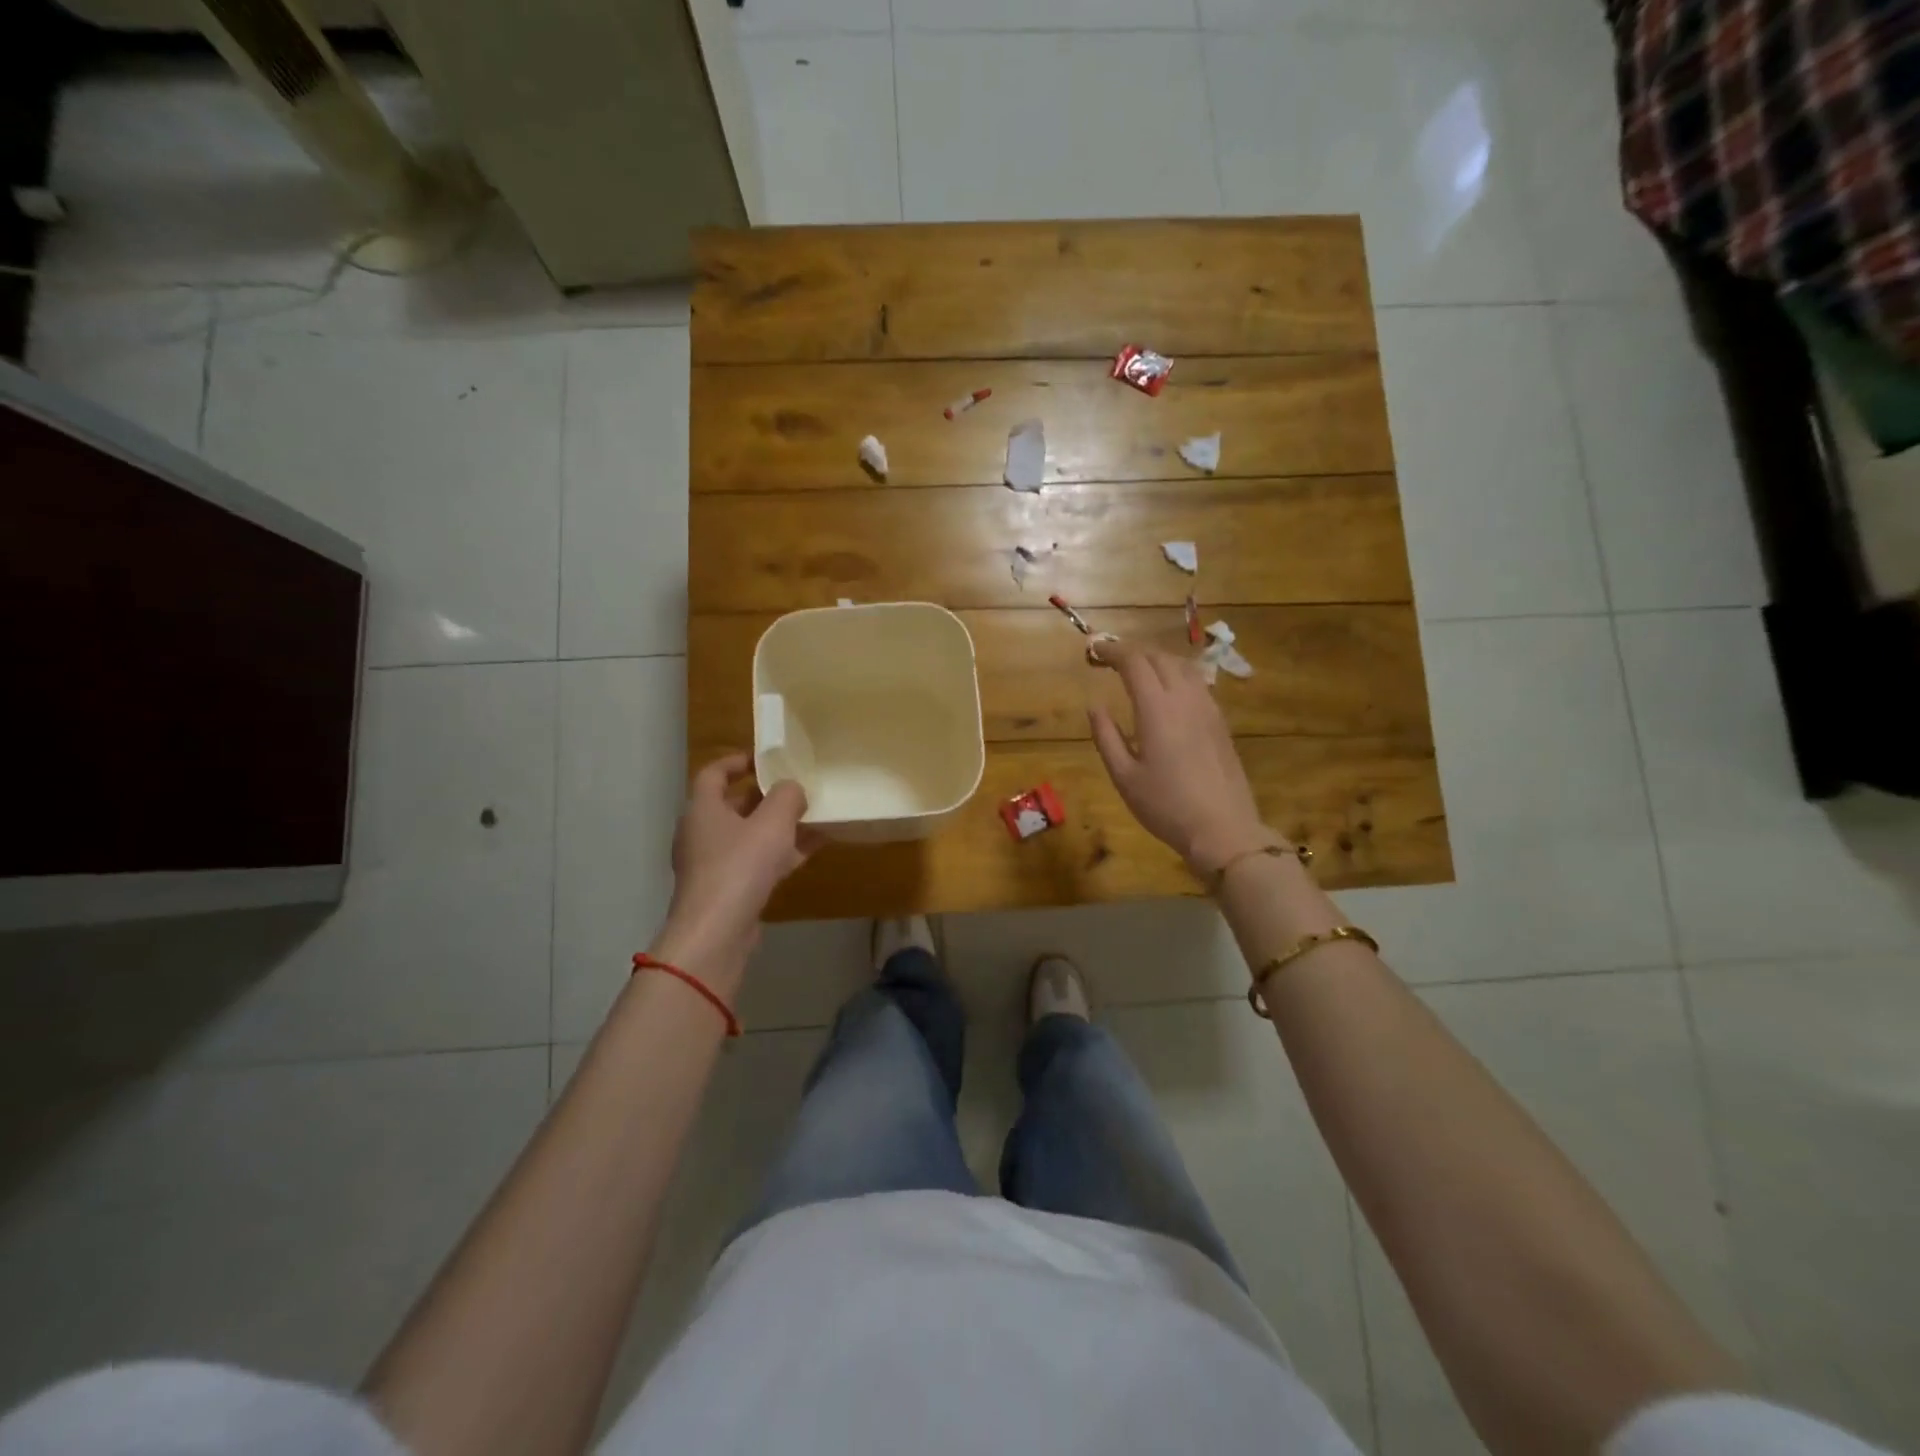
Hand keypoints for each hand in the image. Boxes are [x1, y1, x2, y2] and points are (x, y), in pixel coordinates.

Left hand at [655, 753, 819, 994]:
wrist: (716, 933)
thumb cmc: (740, 867)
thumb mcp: (772, 823)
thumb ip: (787, 797)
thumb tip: (793, 789)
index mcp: (702, 809)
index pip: (713, 773)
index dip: (737, 761)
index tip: (764, 758)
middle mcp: (701, 833)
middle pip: (733, 805)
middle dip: (766, 796)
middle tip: (796, 789)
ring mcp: (712, 864)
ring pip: (748, 835)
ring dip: (777, 826)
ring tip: (812, 817)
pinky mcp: (726, 890)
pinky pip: (755, 862)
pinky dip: (779, 853)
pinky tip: (810, 850)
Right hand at [1088, 640, 1281, 877]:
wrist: (1223, 829)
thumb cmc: (1165, 806)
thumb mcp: (1124, 776)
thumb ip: (1106, 736)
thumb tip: (1095, 705)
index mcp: (1157, 709)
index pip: (1134, 662)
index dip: (1113, 651)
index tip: (1095, 650)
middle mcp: (1185, 699)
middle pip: (1160, 657)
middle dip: (1134, 652)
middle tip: (1112, 660)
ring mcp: (1208, 708)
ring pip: (1182, 667)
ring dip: (1157, 660)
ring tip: (1138, 670)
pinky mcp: (1220, 722)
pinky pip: (1197, 683)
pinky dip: (1176, 675)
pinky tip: (1168, 692)